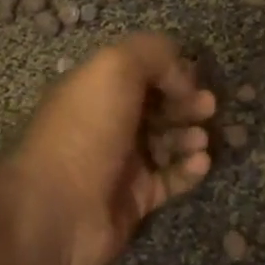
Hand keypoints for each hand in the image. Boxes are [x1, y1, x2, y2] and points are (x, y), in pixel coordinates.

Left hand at [10, 34, 216, 264]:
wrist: (56, 210)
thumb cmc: (85, 130)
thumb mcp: (114, 68)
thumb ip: (153, 54)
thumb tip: (182, 76)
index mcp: (95, 88)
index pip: (140, 71)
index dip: (169, 70)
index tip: (191, 78)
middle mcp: (108, 122)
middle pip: (157, 106)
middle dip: (186, 102)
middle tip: (208, 106)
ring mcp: (121, 163)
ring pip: (167, 142)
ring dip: (190, 135)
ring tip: (201, 138)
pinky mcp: (135, 200)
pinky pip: (171, 179)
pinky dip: (189, 169)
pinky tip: (200, 162)